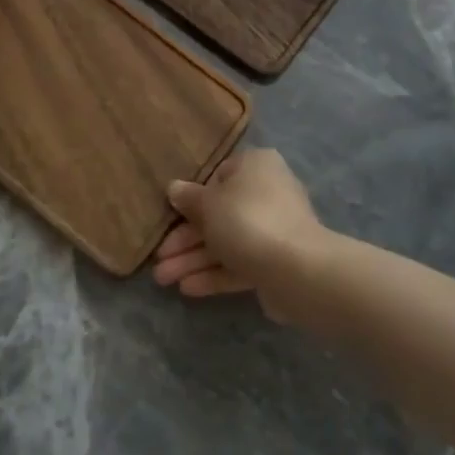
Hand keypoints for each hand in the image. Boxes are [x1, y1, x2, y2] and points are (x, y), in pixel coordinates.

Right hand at [151, 148, 327, 318]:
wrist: (297, 269)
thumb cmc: (247, 220)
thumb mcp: (208, 204)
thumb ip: (189, 198)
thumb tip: (174, 188)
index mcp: (255, 166)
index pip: (218, 176)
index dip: (192, 197)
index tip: (170, 216)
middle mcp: (268, 192)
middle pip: (219, 214)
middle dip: (186, 239)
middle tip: (158, 260)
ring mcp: (274, 229)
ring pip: (227, 241)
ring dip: (194, 260)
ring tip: (163, 280)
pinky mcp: (276, 262)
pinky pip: (240, 263)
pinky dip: (215, 273)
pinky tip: (187, 288)